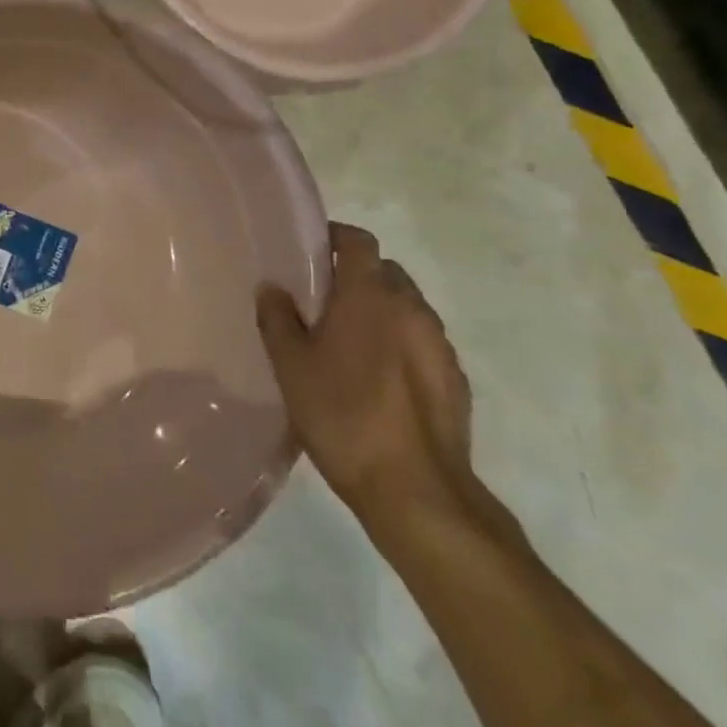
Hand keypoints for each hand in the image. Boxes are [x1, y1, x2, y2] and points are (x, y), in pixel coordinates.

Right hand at [258, 224, 473, 520]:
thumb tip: (272, 287)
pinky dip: (400, 344)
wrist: (416, 490)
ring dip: (380, 311)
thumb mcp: (291, 366)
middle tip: (323, 299)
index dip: (335, 236)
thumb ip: (278, 318)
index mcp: (369, 296)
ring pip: (406, 307)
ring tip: (349, 341)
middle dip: (357, 276)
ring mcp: (439, 345)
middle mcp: (411, 308)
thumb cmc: (343, 415)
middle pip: (385, 271)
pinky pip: (422, 342)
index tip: (311, 249)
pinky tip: (377, 378)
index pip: (358, 240)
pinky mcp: (455, 379)